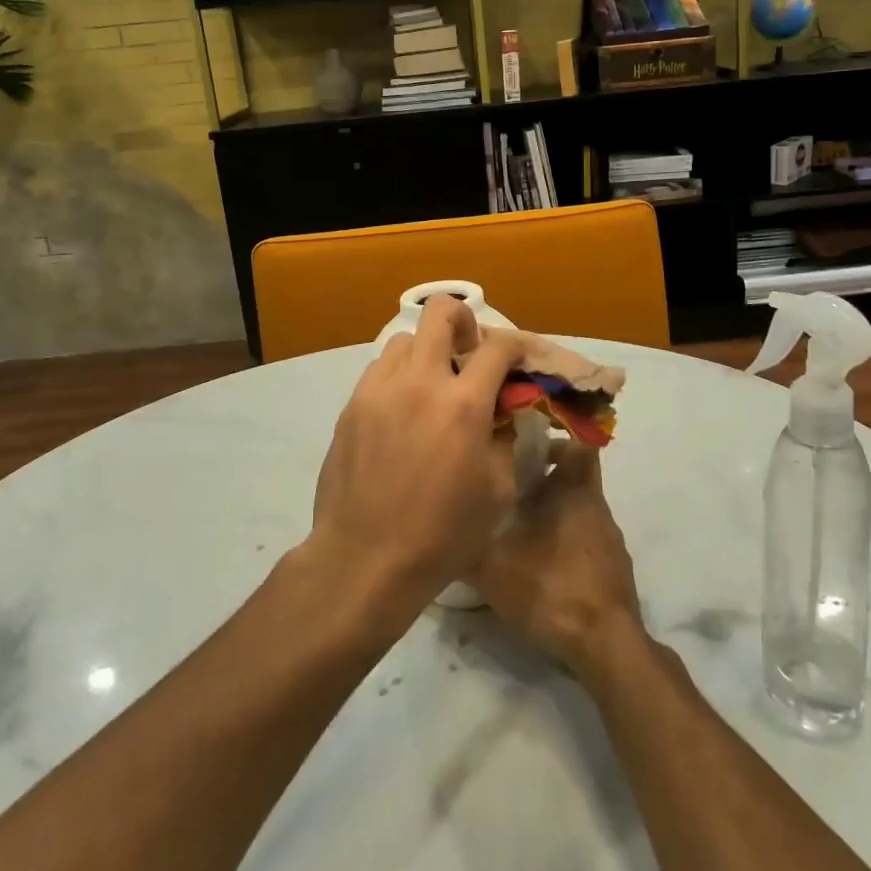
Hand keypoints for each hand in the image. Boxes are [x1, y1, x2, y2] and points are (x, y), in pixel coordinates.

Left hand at [301, 296, 522, 631]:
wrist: (366, 558)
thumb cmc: (443, 534)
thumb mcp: (498, 491)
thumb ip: (504, 439)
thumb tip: (500, 412)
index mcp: (464, 404)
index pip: (497, 347)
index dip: (515, 346)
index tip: (518, 360)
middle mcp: (420, 383)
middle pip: (440, 312)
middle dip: (463, 320)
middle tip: (469, 352)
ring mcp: (379, 390)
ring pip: (405, 339)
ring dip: (427, 351)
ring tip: (432, 385)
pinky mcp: (352, 406)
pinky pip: (379, 370)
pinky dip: (399, 375)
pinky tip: (403, 409)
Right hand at [472, 443, 643, 675]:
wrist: (606, 646)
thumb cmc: (551, 587)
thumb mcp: (492, 568)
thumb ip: (464, 547)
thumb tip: (439, 534)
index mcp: (574, 491)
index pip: (578, 445)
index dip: (556, 442)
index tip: (525, 450)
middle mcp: (596, 507)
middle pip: (575, 478)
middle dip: (546, 481)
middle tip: (511, 492)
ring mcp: (610, 541)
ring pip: (580, 511)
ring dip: (554, 515)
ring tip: (519, 533)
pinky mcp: (613, 571)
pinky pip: (587, 542)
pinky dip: (567, 545)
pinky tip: (542, 568)